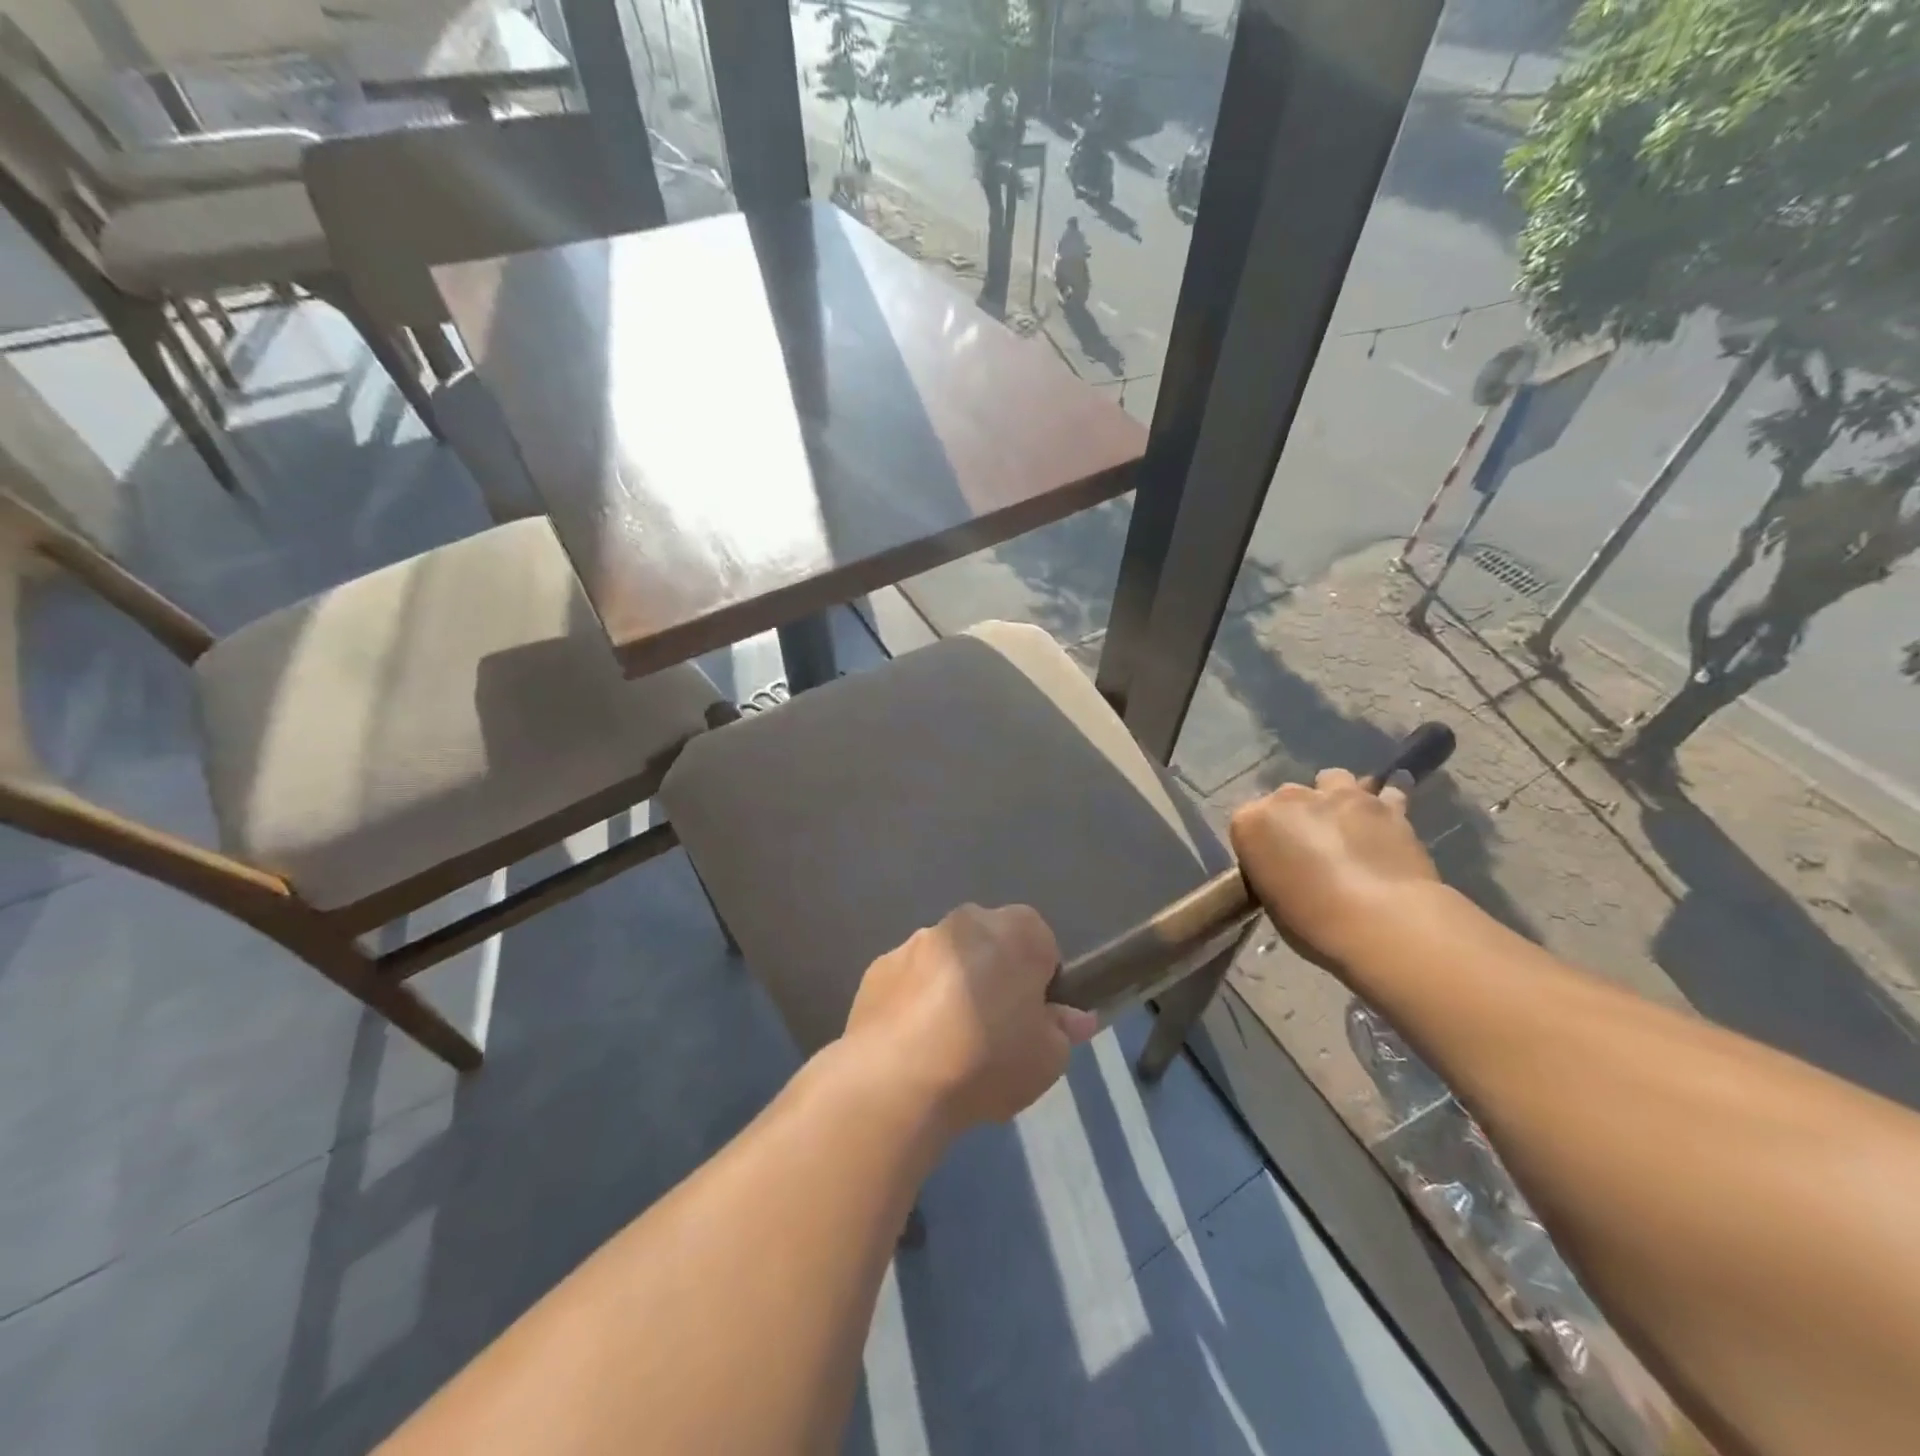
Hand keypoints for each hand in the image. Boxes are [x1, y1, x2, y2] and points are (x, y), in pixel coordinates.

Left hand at [844, 904, 1098, 1131]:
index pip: (1041, 942)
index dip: (1041, 981)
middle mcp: (966, 922)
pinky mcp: (879, 966)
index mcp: (1016, 931)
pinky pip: (911, 980)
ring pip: (949, 960)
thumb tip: (1071, 1017)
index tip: (1033, 1018)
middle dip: (995, 976)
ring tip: (949, 1045)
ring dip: (953, 986)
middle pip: (991, 944)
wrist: (896, 1079)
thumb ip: (1063, 1030)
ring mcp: (917, 940)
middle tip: (995, 1031)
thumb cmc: (987, 1060)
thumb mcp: (1048, 1058)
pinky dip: (915, 1001)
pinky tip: (914, 1045)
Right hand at [1229, 767, 1439, 969]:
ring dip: (1335, 796)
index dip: (1261, 841)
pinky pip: (1386, 791)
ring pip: (1333, 779)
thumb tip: (1289, 868)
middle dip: (1296, 815)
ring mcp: (1339, 796)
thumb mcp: (1272, 901)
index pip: (1247, 821)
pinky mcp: (1384, 805)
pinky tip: (1387, 812)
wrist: (1382, 923)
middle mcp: (1289, 798)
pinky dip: (1385, 799)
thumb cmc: (1313, 922)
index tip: (1273, 863)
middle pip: (1287, 796)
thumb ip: (1274, 870)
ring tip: (1345, 823)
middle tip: (1310, 848)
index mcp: (1251, 822)